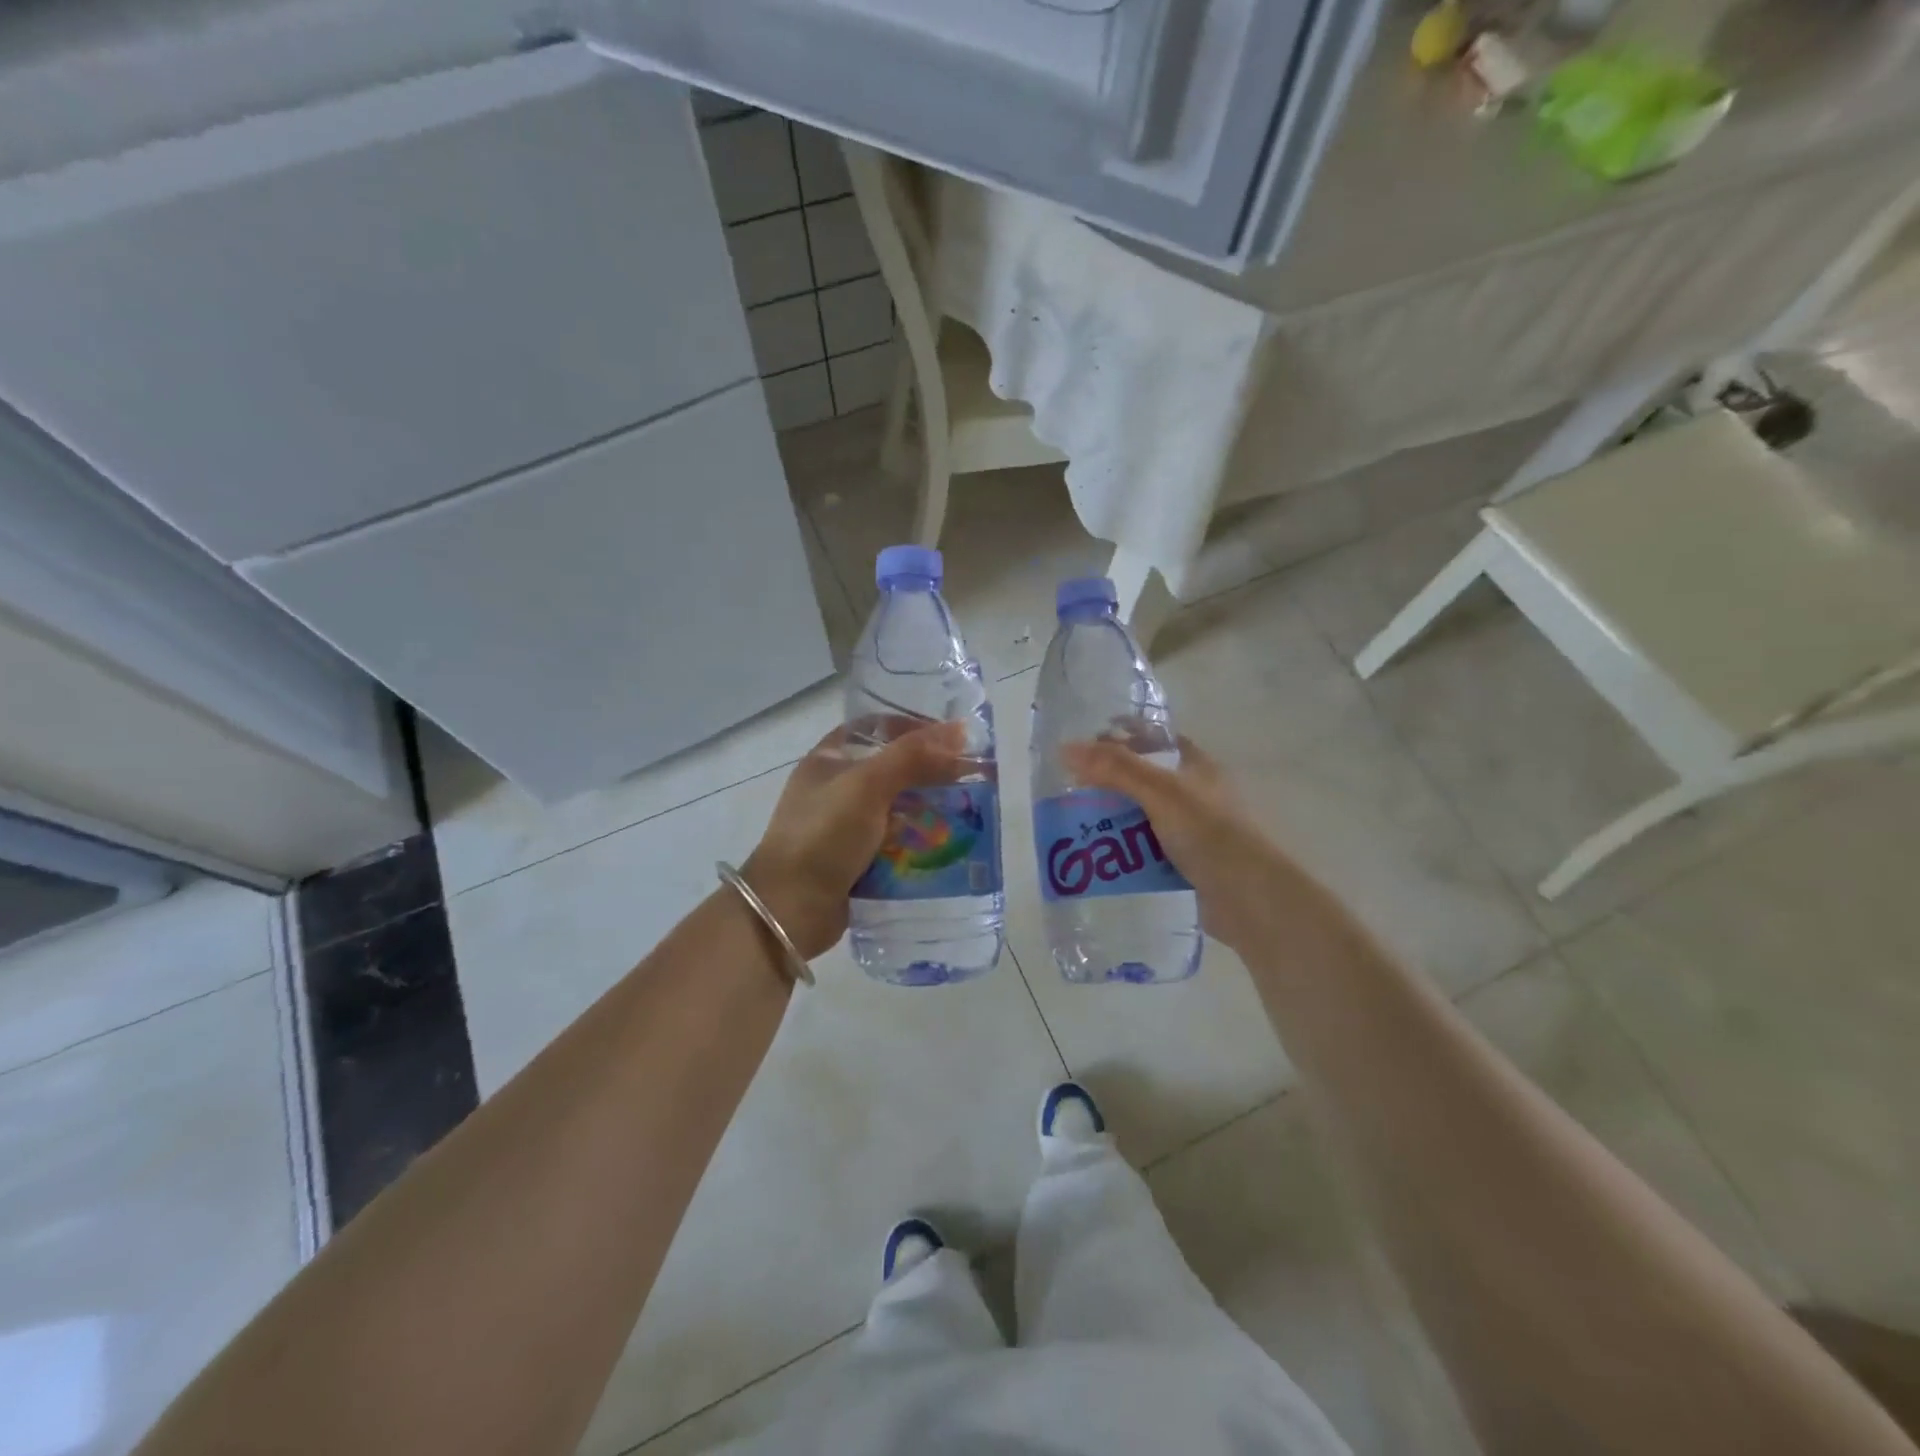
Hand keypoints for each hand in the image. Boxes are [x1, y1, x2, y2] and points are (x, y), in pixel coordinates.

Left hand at [743, 719, 968, 959]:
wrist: (790, 909)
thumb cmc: (824, 835)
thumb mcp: (867, 785)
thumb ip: (912, 756)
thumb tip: (959, 731)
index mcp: (829, 760)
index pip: (875, 728)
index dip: (912, 727)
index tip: (951, 737)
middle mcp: (835, 789)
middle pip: (890, 769)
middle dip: (928, 773)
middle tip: (969, 778)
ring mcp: (844, 827)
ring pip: (895, 808)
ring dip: (927, 809)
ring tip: (966, 812)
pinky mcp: (855, 861)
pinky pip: (894, 844)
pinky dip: (917, 843)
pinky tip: (945, 846)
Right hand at [1061, 736, 1292, 953]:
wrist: (1249, 897)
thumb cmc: (1209, 832)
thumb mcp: (1159, 792)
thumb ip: (1115, 769)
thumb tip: (1065, 748)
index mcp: (1197, 766)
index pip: (1156, 740)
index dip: (1124, 736)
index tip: (1086, 744)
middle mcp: (1196, 794)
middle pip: (1145, 779)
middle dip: (1110, 783)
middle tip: (1072, 790)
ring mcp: (1193, 831)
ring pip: (1144, 817)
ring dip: (1115, 821)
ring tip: (1078, 826)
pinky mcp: (1188, 864)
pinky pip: (1148, 851)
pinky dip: (1126, 853)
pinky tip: (1102, 859)